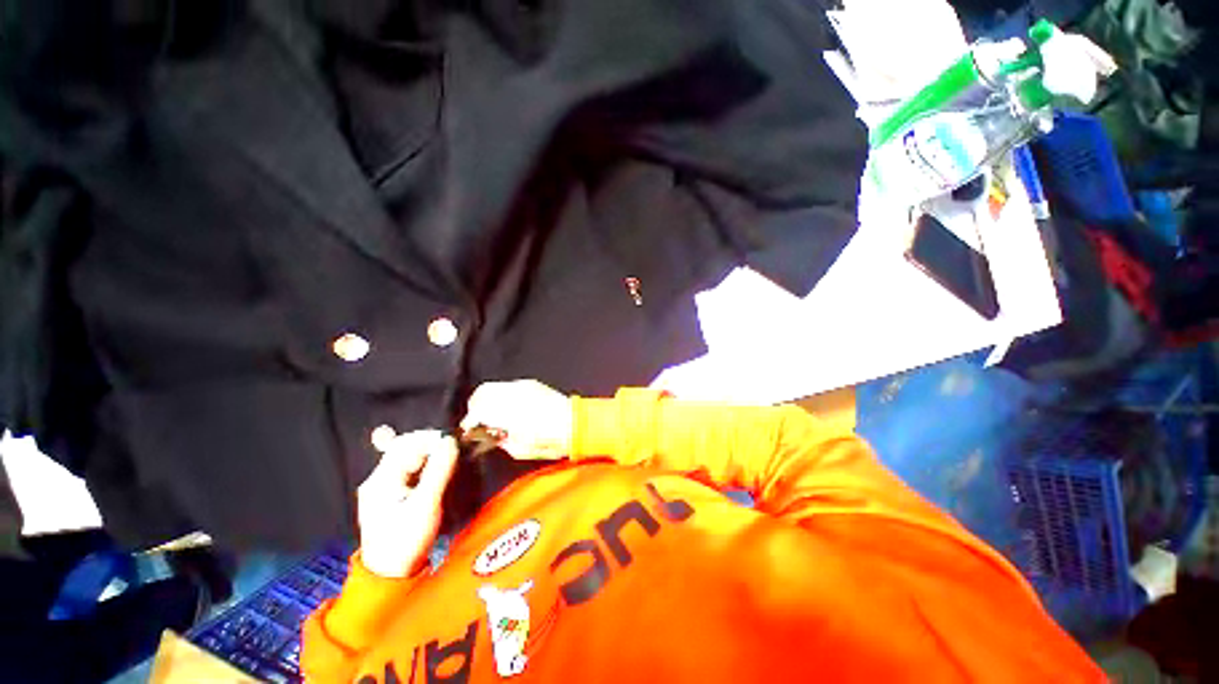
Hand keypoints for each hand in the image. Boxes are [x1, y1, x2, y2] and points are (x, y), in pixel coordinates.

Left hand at [357, 430, 458, 577]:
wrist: (391, 575)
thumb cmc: (407, 540)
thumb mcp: (426, 505)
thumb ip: (438, 470)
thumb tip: (450, 441)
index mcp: (380, 480)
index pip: (405, 444)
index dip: (430, 439)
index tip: (453, 442)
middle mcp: (377, 479)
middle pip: (405, 448)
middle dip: (430, 445)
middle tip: (453, 450)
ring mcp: (382, 488)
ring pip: (408, 458)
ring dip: (429, 455)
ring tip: (449, 459)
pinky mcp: (390, 496)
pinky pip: (409, 470)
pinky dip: (425, 466)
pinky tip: (437, 471)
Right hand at [461, 380, 572, 459]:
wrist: (576, 424)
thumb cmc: (549, 441)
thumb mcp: (519, 449)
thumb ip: (500, 440)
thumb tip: (493, 435)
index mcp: (507, 411)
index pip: (478, 411)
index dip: (470, 421)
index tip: (470, 430)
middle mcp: (512, 393)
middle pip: (482, 393)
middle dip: (476, 406)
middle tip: (479, 421)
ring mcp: (523, 385)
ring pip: (494, 387)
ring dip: (489, 400)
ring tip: (494, 414)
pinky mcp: (531, 383)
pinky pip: (509, 386)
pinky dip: (503, 395)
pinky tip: (510, 407)